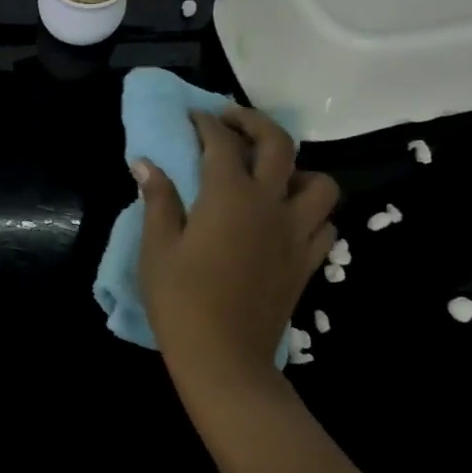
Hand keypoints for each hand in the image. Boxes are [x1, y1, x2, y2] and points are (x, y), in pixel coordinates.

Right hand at [135, 106, 337, 385]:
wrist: (223, 356)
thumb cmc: (180, 300)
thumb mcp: (157, 247)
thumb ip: (158, 200)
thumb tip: (147, 163)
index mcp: (229, 196)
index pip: (221, 143)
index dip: (205, 123)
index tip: (192, 116)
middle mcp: (271, 204)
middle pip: (278, 144)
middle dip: (253, 122)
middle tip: (231, 122)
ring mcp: (296, 233)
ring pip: (319, 183)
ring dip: (297, 169)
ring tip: (272, 176)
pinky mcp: (308, 262)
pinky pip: (324, 224)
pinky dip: (310, 212)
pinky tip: (287, 219)